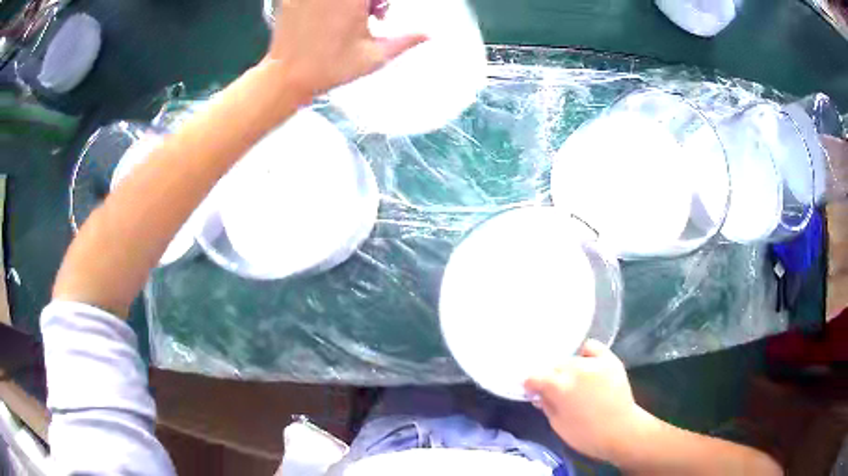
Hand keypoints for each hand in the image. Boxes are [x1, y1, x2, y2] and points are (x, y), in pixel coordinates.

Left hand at [264, 0, 426, 97]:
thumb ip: (405, 41)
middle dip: (370, 1)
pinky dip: (328, 4)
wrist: (287, 77)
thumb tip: (428, 35)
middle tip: (371, 14)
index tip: (379, 12)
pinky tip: (330, 15)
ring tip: (353, 15)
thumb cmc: (328, 69)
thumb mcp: (374, 57)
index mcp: (351, 0)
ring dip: (351, 1)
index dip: (380, 2)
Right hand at [525, 339, 646, 463]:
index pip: (534, 376)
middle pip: (553, 366)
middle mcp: (574, 369)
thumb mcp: (557, 425)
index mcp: (558, 387)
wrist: (621, 431)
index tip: (532, 391)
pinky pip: (591, 347)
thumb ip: (546, 404)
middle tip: (554, 389)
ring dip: (567, 369)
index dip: (530, 385)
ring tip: (573, 380)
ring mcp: (593, 362)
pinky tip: (585, 363)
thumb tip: (539, 393)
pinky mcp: (609, 359)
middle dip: (550, 377)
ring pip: (570, 359)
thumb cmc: (586, 435)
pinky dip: (585, 353)